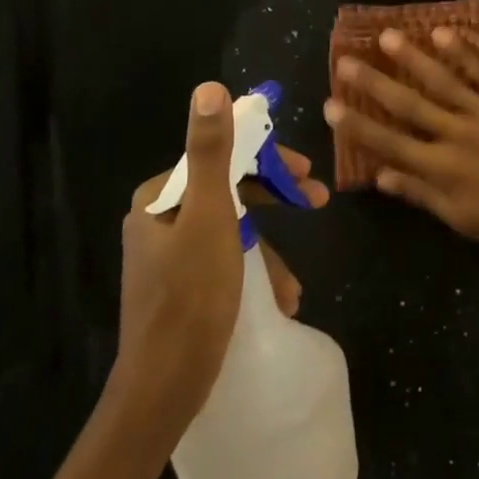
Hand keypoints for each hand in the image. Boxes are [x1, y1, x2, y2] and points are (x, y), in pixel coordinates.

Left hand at [108, 83, 328, 430]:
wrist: (163, 391)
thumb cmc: (191, 295)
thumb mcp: (210, 215)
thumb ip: (211, 150)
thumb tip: (209, 87)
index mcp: (160, 199)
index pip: (221, 158)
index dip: (268, 161)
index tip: (306, 172)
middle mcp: (159, 221)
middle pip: (228, 192)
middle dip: (275, 199)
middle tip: (319, 200)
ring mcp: (169, 257)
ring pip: (232, 231)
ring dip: (268, 251)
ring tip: (295, 285)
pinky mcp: (181, 289)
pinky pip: (225, 264)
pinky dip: (254, 275)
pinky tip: (279, 301)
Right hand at [324, 27, 478, 263]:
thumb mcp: (462, 220)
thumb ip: (421, 195)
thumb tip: (381, 176)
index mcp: (442, 170)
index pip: (390, 143)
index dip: (357, 125)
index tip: (331, 104)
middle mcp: (457, 135)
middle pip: (409, 105)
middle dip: (375, 83)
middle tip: (347, 60)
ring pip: (442, 80)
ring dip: (413, 57)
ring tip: (389, 36)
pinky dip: (463, 51)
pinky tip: (442, 34)